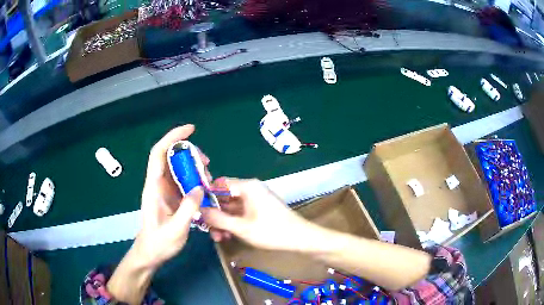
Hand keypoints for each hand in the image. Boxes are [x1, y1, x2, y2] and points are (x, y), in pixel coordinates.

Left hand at [134, 125, 205, 268]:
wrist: (150, 253)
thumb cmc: (158, 243)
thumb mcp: (175, 230)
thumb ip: (187, 209)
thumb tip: (200, 188)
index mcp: (153, 187)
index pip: (159, 154)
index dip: (172, 138)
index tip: (191, 130)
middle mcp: (158, 184)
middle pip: (170, 157)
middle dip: (189, 154)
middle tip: (207, 164)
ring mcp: (164, 190)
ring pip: (178, 168)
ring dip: (194, 168)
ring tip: (209, 179)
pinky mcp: (171, 197)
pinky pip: (183, 181)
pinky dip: (195, 180)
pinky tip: (205, 189)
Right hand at [202, 178, 320, 251]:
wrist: (300, 239)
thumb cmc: (271, 231)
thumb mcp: (241, 227)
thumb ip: (218, 218)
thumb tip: (199, 210)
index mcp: (247, 186)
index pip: (219, 183)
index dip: (206, 195)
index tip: (197, 209)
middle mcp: (250, 189)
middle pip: (224, 197)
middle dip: (215, 214)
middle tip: (208, 230)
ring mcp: (255, 200)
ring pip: (231, 207)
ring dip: (223, 221)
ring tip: (219, 238)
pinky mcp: (258, 209)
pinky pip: (240, 213)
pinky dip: (233, 223)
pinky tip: (228, 236)